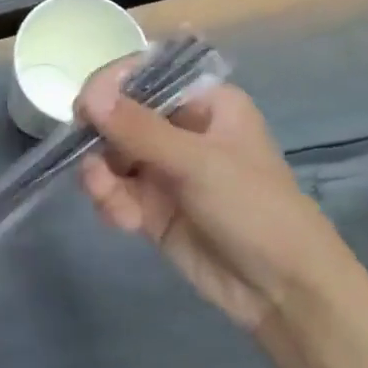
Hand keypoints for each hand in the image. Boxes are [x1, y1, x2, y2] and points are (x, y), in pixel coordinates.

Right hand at [77, 63, 353, 334]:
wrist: (283, 291)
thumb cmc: (255, 209)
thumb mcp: (199, 163)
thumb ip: (140, 129)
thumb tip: (87, 96)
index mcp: (203, 102)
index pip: (143, 76)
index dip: (109, 87)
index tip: (84, 109)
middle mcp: (180, 128)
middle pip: (116, 116)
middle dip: (99, 140)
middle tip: (92, 163)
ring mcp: (163, 168)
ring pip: (108, 155)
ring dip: (100, 176)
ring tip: (107, 198)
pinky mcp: (150, 205)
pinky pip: (113, 190)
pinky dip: (109, 201)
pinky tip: (124, 221)